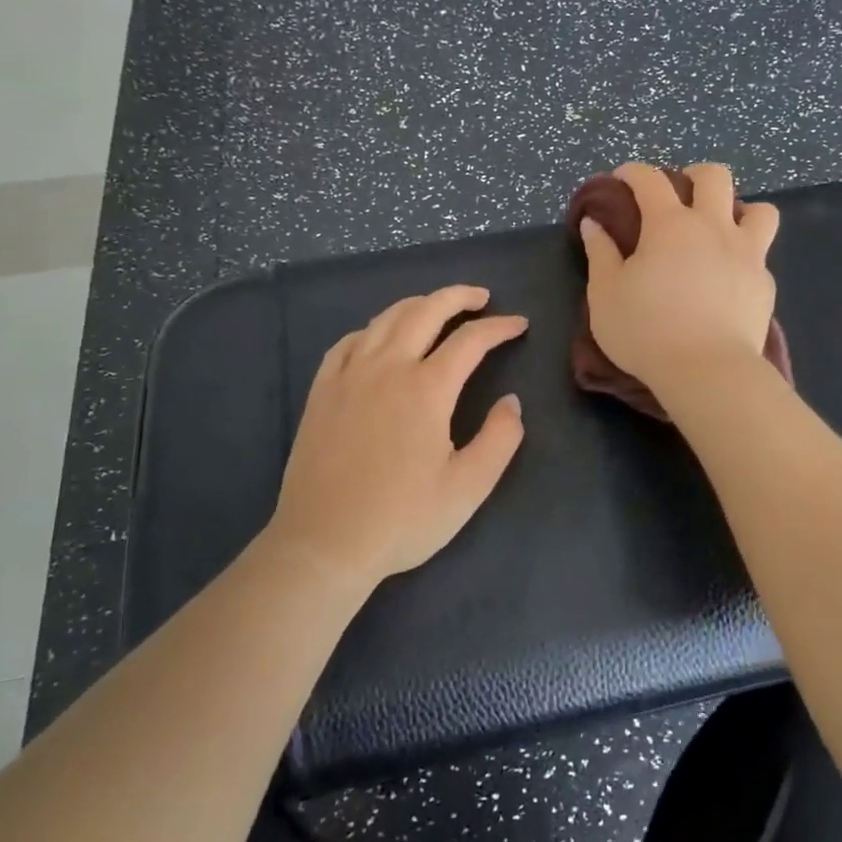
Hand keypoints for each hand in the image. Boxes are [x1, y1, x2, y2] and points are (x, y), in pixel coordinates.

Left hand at [268, 285, 527, 588]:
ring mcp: (349, 375)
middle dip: (458, 297)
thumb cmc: (402, 519)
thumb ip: (499, 439)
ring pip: (386, 319)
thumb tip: (511, 402)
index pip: (470, 340)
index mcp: (426, 389)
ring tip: (437, 308)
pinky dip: (374, 328)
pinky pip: (349, 341)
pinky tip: (380, 337)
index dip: (499, 327)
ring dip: (417, 305)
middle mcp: (387, 368)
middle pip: (425, 311)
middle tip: (481, 298)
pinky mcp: (322, 391)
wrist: (324, 544)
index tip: (518, 324)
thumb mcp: (468, 488)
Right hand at [580, 162, 779, 392]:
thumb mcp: (605, 295)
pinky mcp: (765, 283)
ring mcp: (747, 253)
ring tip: (720, 229)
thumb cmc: (646, 331)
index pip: (650, 180)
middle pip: (714, 177)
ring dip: (738, 209)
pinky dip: (745, 254)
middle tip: (678, 196)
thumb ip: (600, 254)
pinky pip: (761, 253)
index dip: (633, 172)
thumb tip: (594, 224)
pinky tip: (729, 276)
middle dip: (693, 176)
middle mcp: (713, 227)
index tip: (621, 179)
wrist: (708, 371)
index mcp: (669, 225)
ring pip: (759, 209)